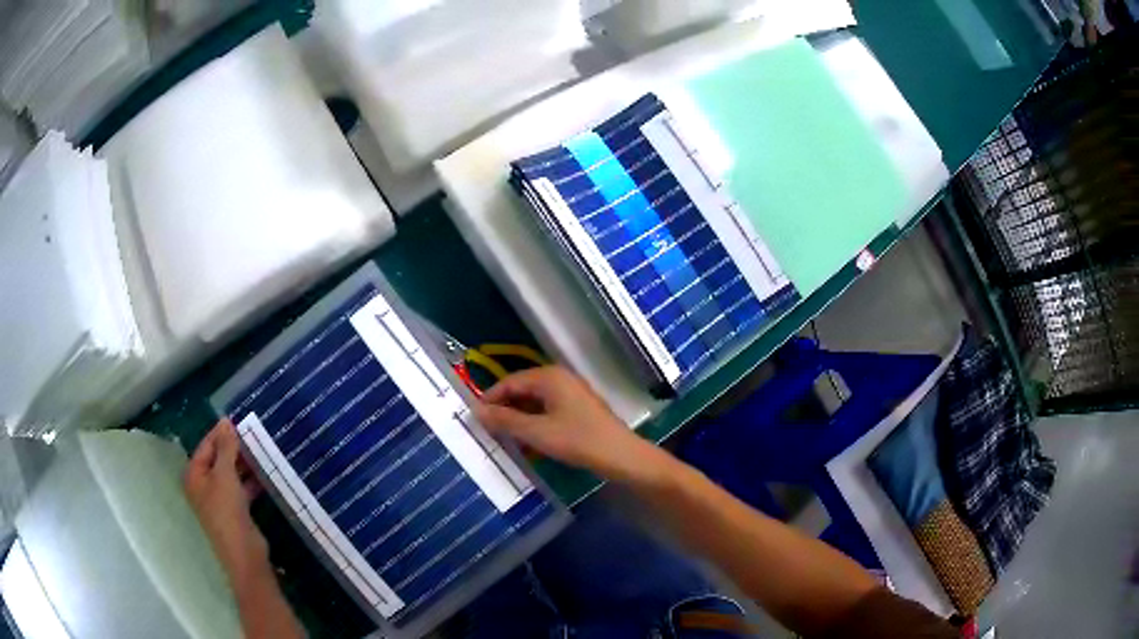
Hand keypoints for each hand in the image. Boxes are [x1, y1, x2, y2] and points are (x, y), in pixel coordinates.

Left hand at [184, 420, 268, 587]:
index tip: (239, 422)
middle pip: (217, 459)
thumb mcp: (225, 475)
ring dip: (243, 465)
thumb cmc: (227, 511)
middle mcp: (203, 485)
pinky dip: (249, 481)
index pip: (206, 446)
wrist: (244, 554)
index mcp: (194, 475)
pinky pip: (240, 488)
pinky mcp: (234, 511)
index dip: (221, 433)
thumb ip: (226, 448)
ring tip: (261, 452)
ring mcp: (218, 499)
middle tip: (253, 437)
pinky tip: (263, 475)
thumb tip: (226, 421)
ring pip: (230, 474)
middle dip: (233, 449)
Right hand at [475, 366, 666, 482]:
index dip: (490, 399)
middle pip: (522, 390)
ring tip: (503, 438)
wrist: (620, 455)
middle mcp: (559, 378)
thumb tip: (477, 411)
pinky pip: (547, 410)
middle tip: (486, 430)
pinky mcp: (578, 408)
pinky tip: (527, 442)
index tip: (474, 418)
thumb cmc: (577, 440)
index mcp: (548, 377)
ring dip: (518, 418)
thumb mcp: (536, 432)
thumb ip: (505, 421)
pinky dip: (534, 422)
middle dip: (504, 409)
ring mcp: (571, 393)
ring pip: (534, 402)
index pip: (509, 382)